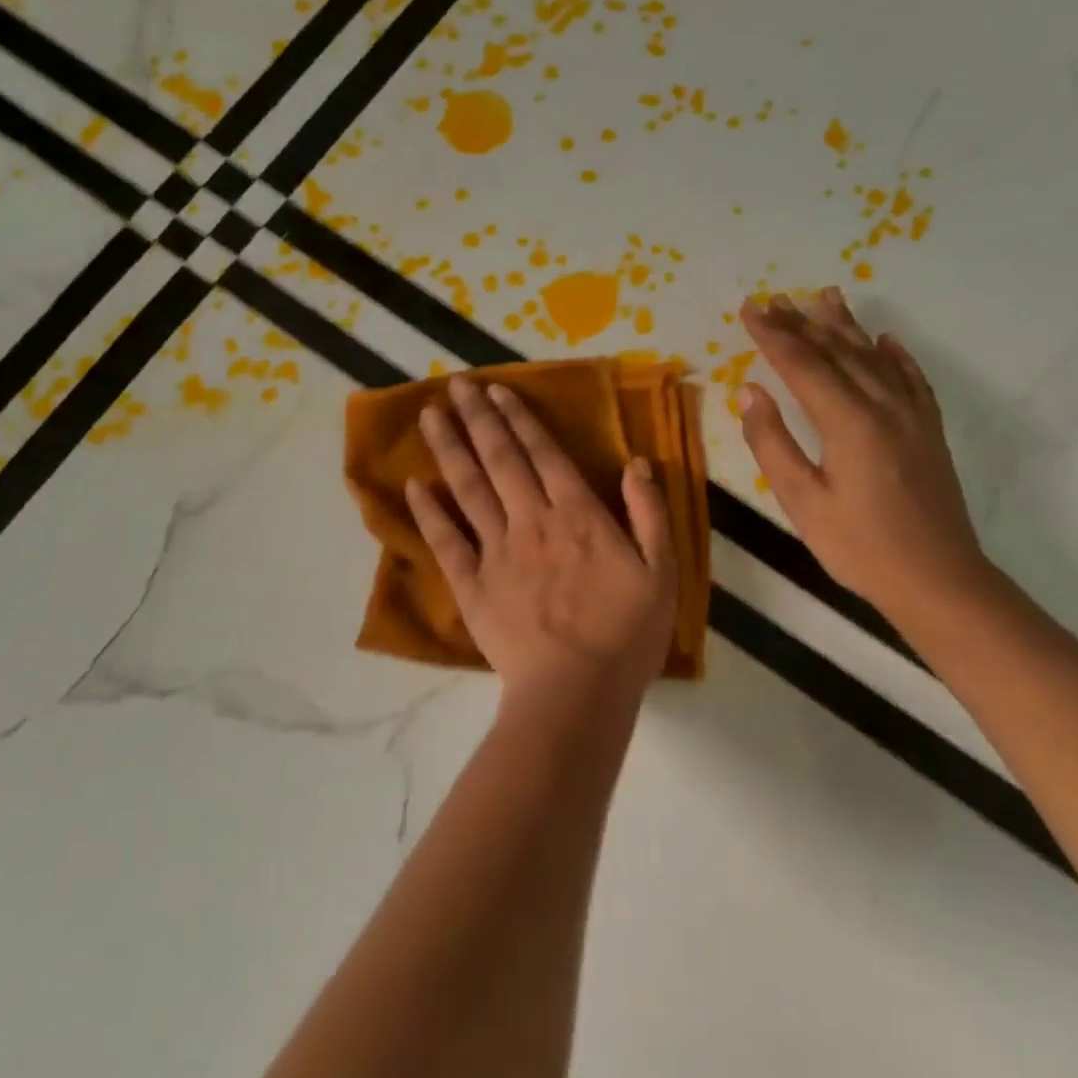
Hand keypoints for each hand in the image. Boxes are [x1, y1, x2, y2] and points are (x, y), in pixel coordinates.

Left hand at [407, 376, 677, 715]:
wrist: (577, 692)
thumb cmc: (626, 634)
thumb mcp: (662, 572)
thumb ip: (650, 513)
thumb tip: (638, 463)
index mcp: (577, 514)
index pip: (543, 454)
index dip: (519, 419)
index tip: (497, 391)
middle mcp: (531, 520)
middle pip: (500, 459)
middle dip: (478, 418)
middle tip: (455, 385)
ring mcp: (497, 551)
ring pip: (468, 488)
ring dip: (449, 448)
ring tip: (430, 415)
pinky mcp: (472, 584)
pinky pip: (446, 541)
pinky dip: (429, 512)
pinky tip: (415, 486)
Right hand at [739, 289, 988, 620]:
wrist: (939, 580)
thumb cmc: (860, 546)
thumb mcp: (803, 502)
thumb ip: (773, 443)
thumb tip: (751, 393)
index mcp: (849, 422)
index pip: (803, 365)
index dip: (773, 335)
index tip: (749, 309)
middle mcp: (884, 407)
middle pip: (838, 353)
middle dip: (803, 323)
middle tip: (776, 298)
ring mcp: (913, 417)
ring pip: (874, 358)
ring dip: (847, 327)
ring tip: (828, 296)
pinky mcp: (930, 432)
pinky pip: (912, 380)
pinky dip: (896, 356)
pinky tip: (886, 341)